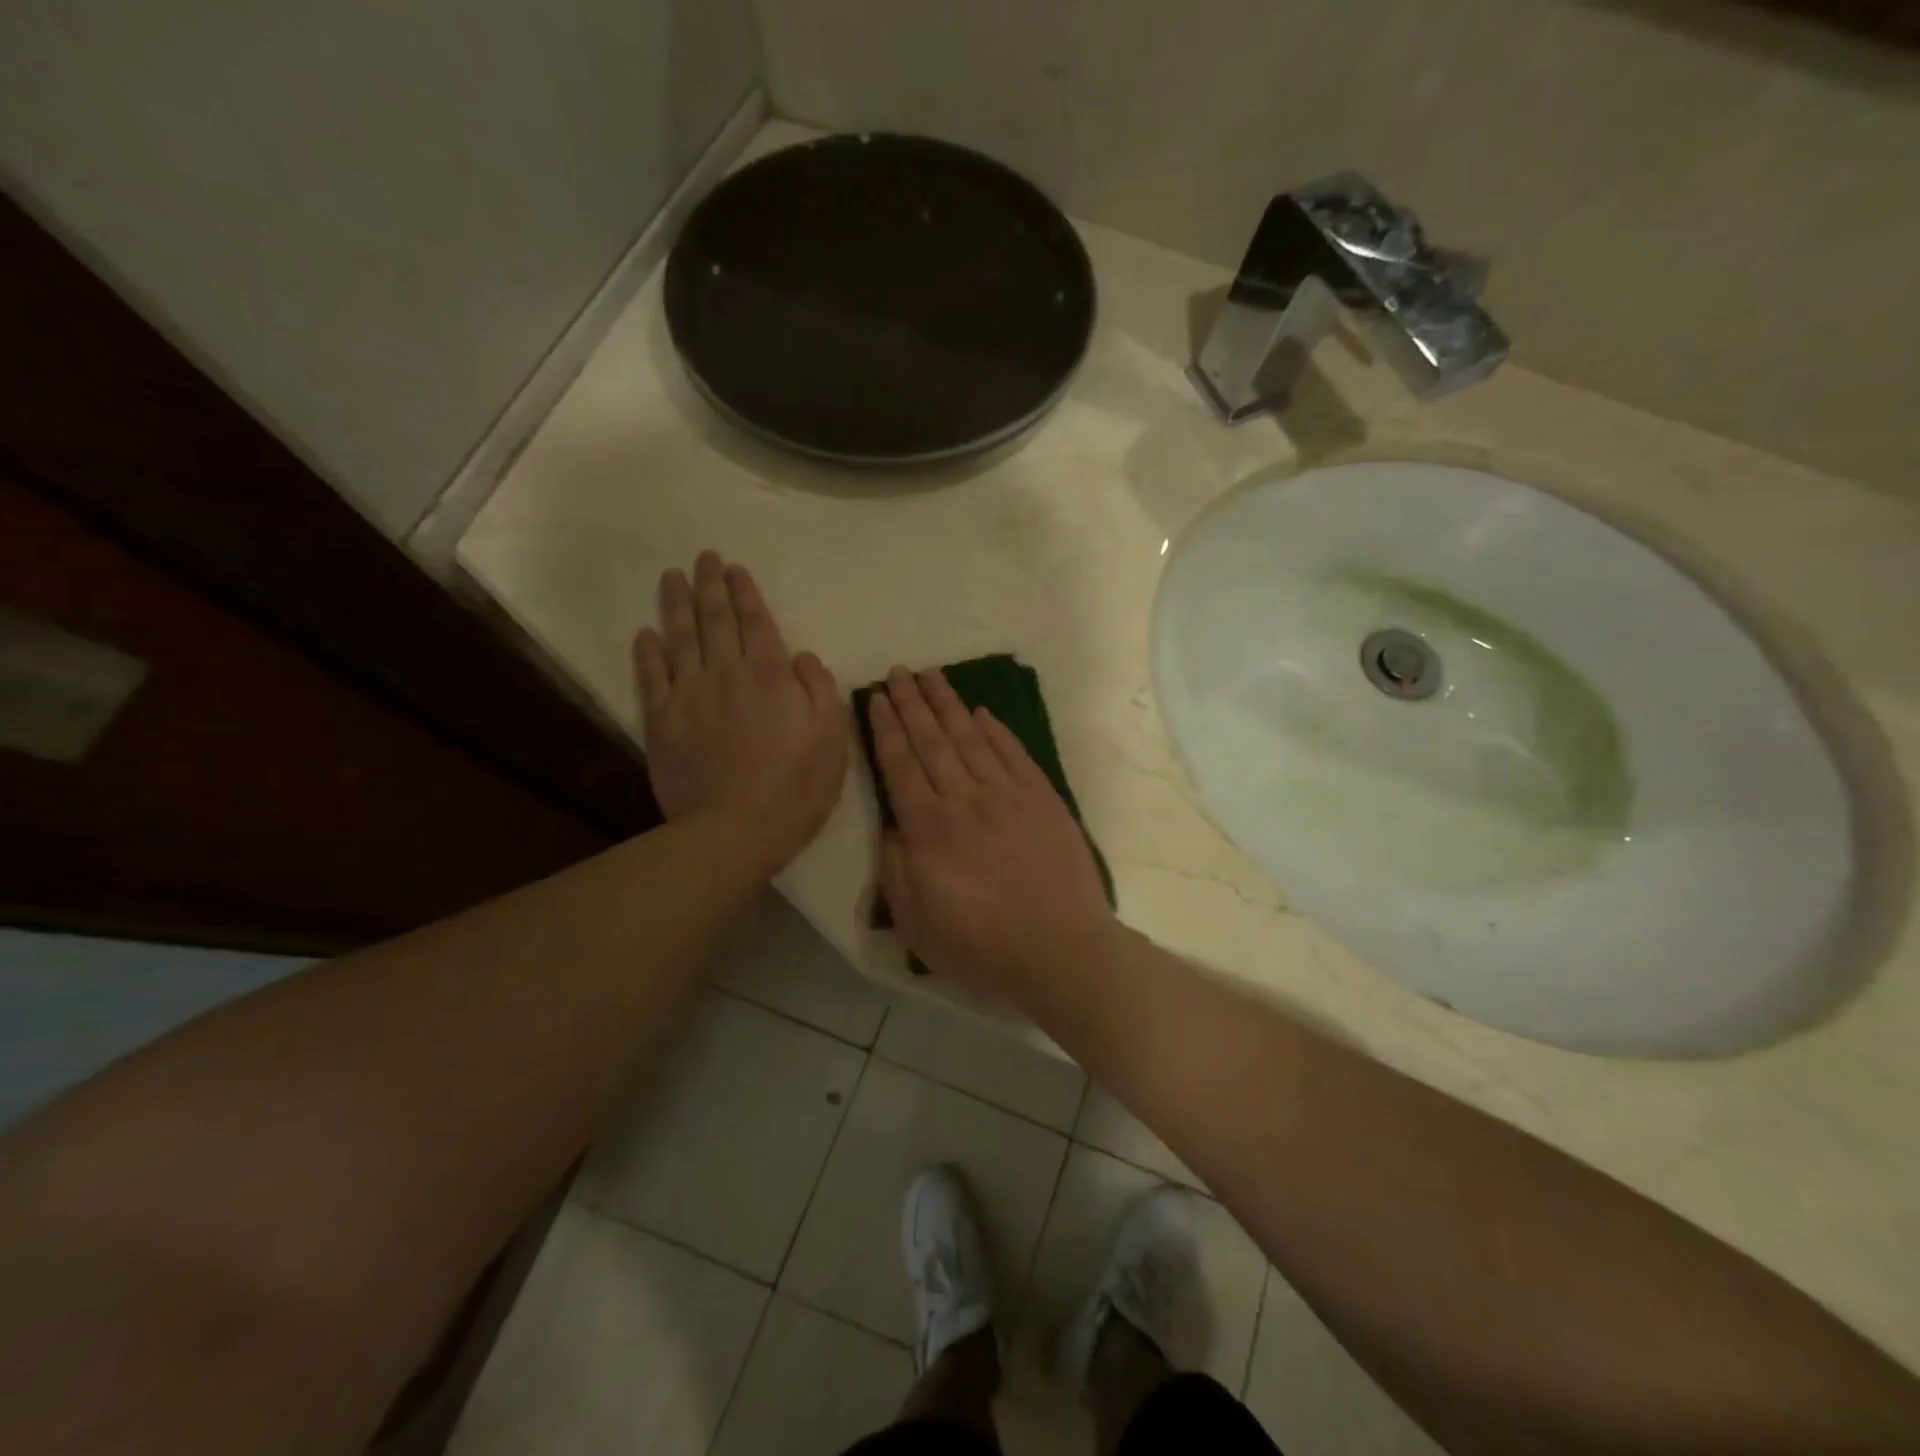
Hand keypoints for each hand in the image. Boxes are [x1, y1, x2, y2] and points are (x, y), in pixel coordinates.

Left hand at [634, 552, 847, 876]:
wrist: (735, 830)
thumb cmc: (795, 786)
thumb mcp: (832, 738)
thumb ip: (820, 689)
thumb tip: (802, 656)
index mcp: (770, 675)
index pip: (756, 621)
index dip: (745, 592)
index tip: (734, 567)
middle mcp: (726, 674)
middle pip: (715, 619)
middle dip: (710, 585)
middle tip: (703, 558)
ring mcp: (689, 696)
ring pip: (680, 638)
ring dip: (676, 605)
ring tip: (672, 577)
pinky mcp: (662, 722)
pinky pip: (652, 677)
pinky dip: (648, 652)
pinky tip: (645, 634)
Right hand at [868, 667, 1116, 1007]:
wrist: (1060, 951)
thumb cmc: (981, 947)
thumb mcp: (916, 923)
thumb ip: (895, 869)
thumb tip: (892, 825)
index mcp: (928, 828)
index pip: (900, 764)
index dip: (886, 728)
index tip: (877, 698)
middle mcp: (964, 799)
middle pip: (932, 741)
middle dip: (912, 703)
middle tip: (899, 671)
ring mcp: (1007, 795)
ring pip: (971, 738)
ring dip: (949, 704)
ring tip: (932, 676)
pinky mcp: (1042, 799)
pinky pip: (1014, 754)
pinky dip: (997, 730)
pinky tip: (983, 712)